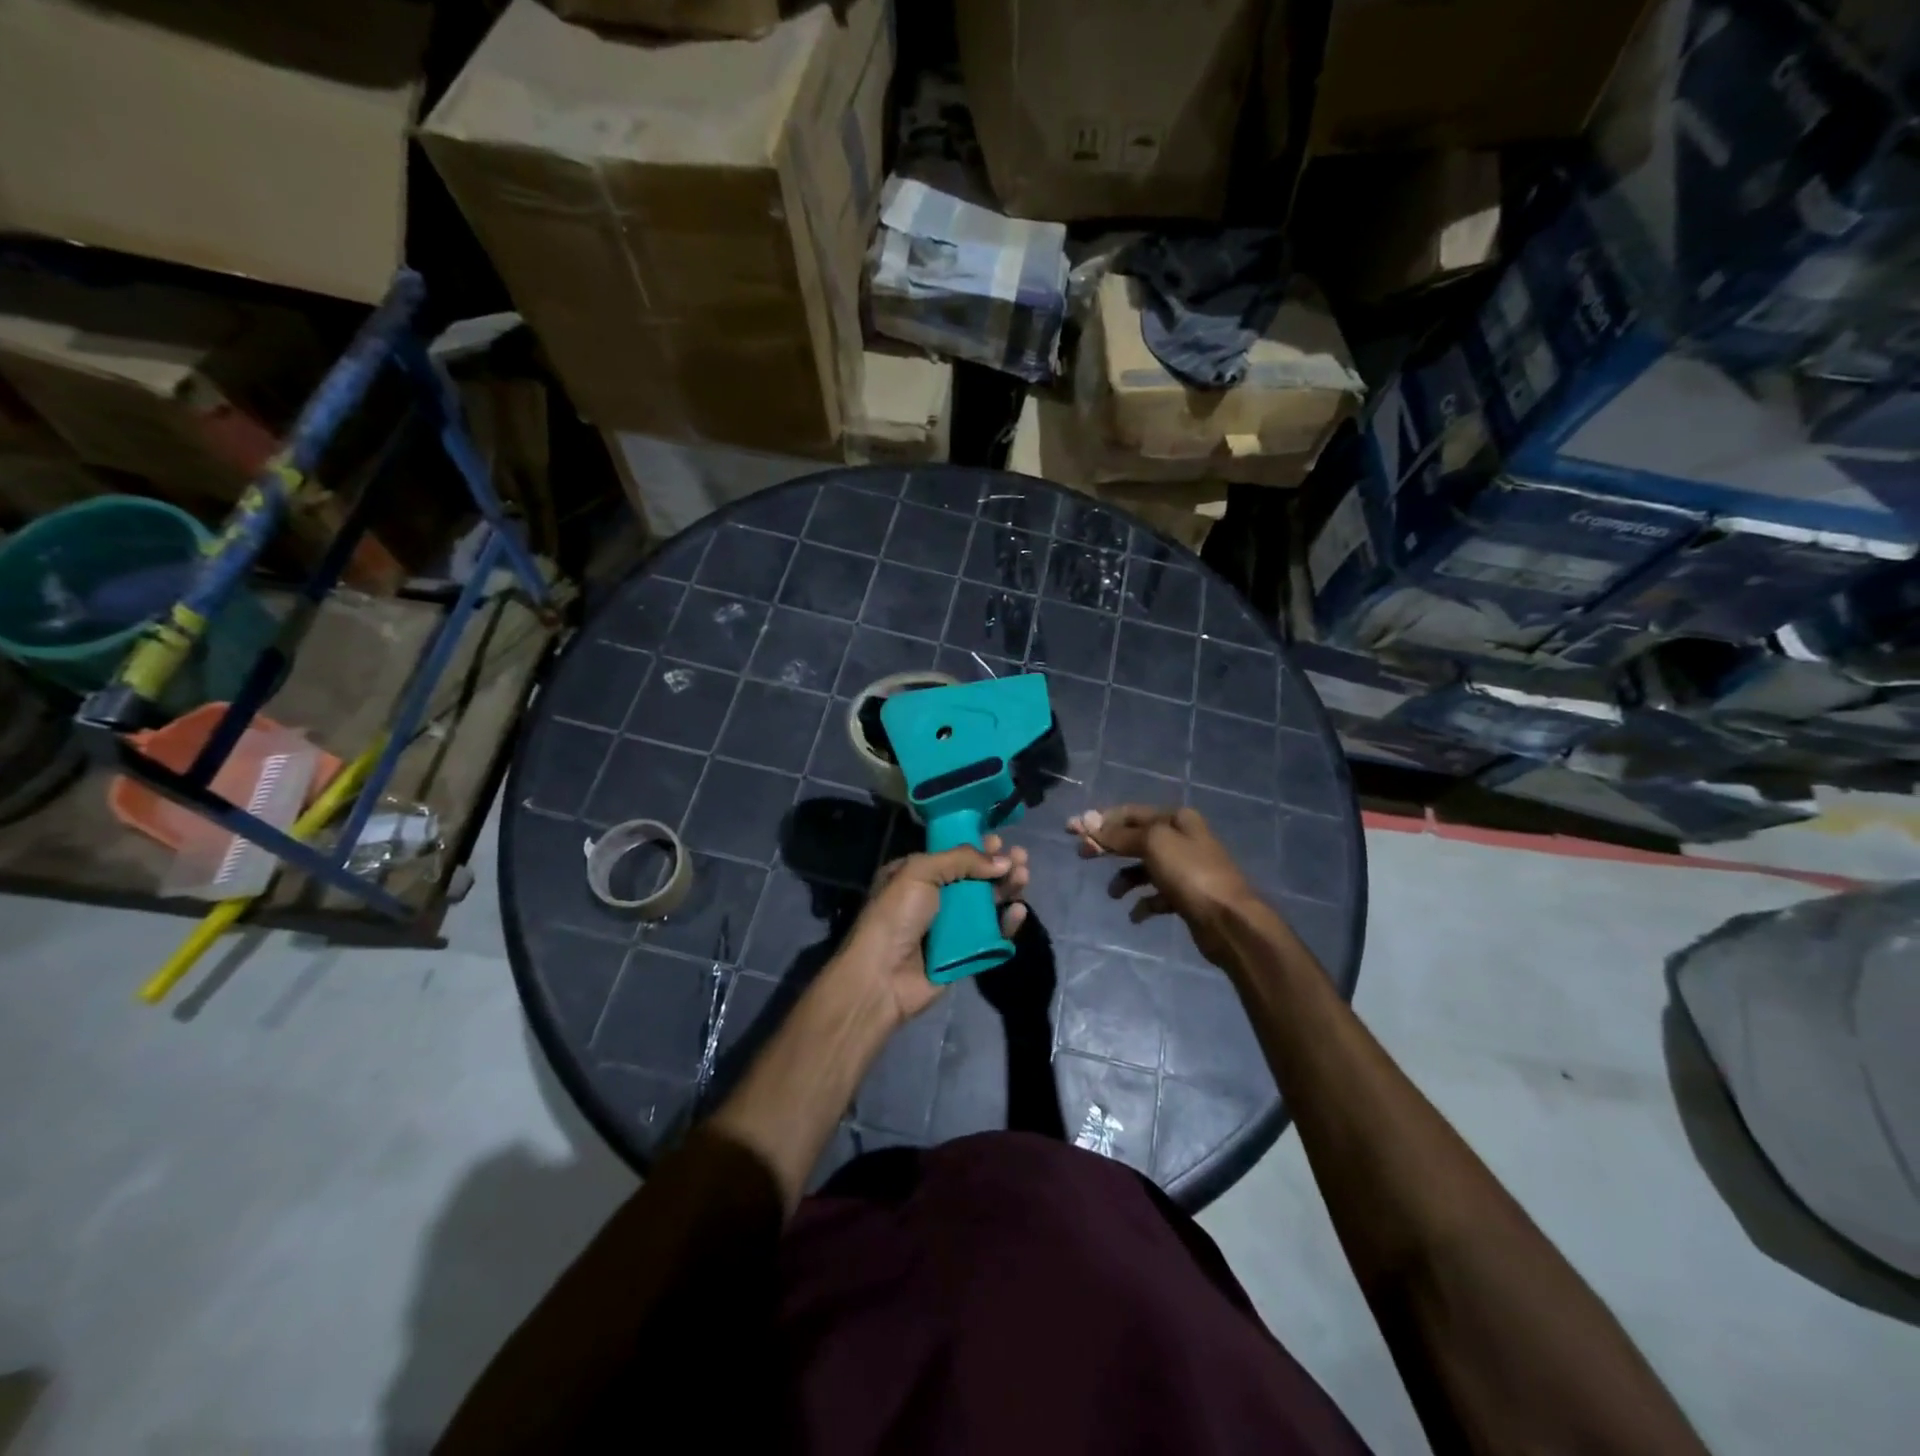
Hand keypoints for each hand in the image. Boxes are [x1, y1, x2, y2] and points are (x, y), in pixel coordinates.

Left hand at [836, 835, 1029, 1026]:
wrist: (881, 977)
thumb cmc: (895, 916)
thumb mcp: (919, 872)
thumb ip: (960, 860)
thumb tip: (1001, 859)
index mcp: (916, 875)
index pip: (953, 856)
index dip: (977, 847)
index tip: (999, 840)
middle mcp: (934, 899)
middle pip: (975, 878)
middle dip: (999, 866)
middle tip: (1022, 857)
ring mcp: (951, 928)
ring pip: (987, 904)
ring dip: (1007, 888)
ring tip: (1024, 877)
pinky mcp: (965, 954)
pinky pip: (992, 935)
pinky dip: (1007, 922)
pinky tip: (1018, 911)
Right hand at [1068, 805, 1254, 967]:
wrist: (1229, 921)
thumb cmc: (1190, 874)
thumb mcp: (1152, 844)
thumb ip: (1119, 835)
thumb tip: (1087, 821)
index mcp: (1176, 819)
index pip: (1130, 813)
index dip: (1100, 820)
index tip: (1072, 829)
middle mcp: (1182, 839)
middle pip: (1135, 839)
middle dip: (1108, 847)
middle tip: (1082, 856)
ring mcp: (1185, 869)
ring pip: (1144, 868)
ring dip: (1125, 879)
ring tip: (1114, 894)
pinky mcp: (1186, 897)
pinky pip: (1157, 896)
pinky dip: (1144, 903)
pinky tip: (1136, 915)